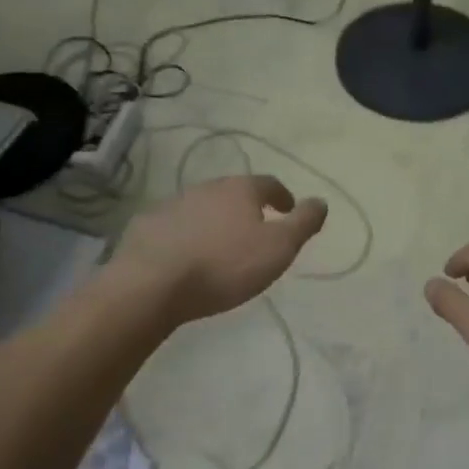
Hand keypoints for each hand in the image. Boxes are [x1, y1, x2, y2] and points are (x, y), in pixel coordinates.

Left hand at [110, 175, 326, 326]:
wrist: (151, 284)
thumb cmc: (224, 265)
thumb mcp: (278, 248)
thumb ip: (303, 223)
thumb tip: (321, 201)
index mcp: (240, 190)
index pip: (268, 184)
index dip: (281, 196)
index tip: (287, 211)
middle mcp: (207, 187)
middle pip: (233, 193)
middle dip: (246, 208)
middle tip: (255, 230)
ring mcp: (173, 204)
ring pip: (203, 207)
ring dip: (215, 221)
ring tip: (221, 246)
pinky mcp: (147, 226)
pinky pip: (175, 226)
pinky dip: (186, 235)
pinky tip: (186, 256)